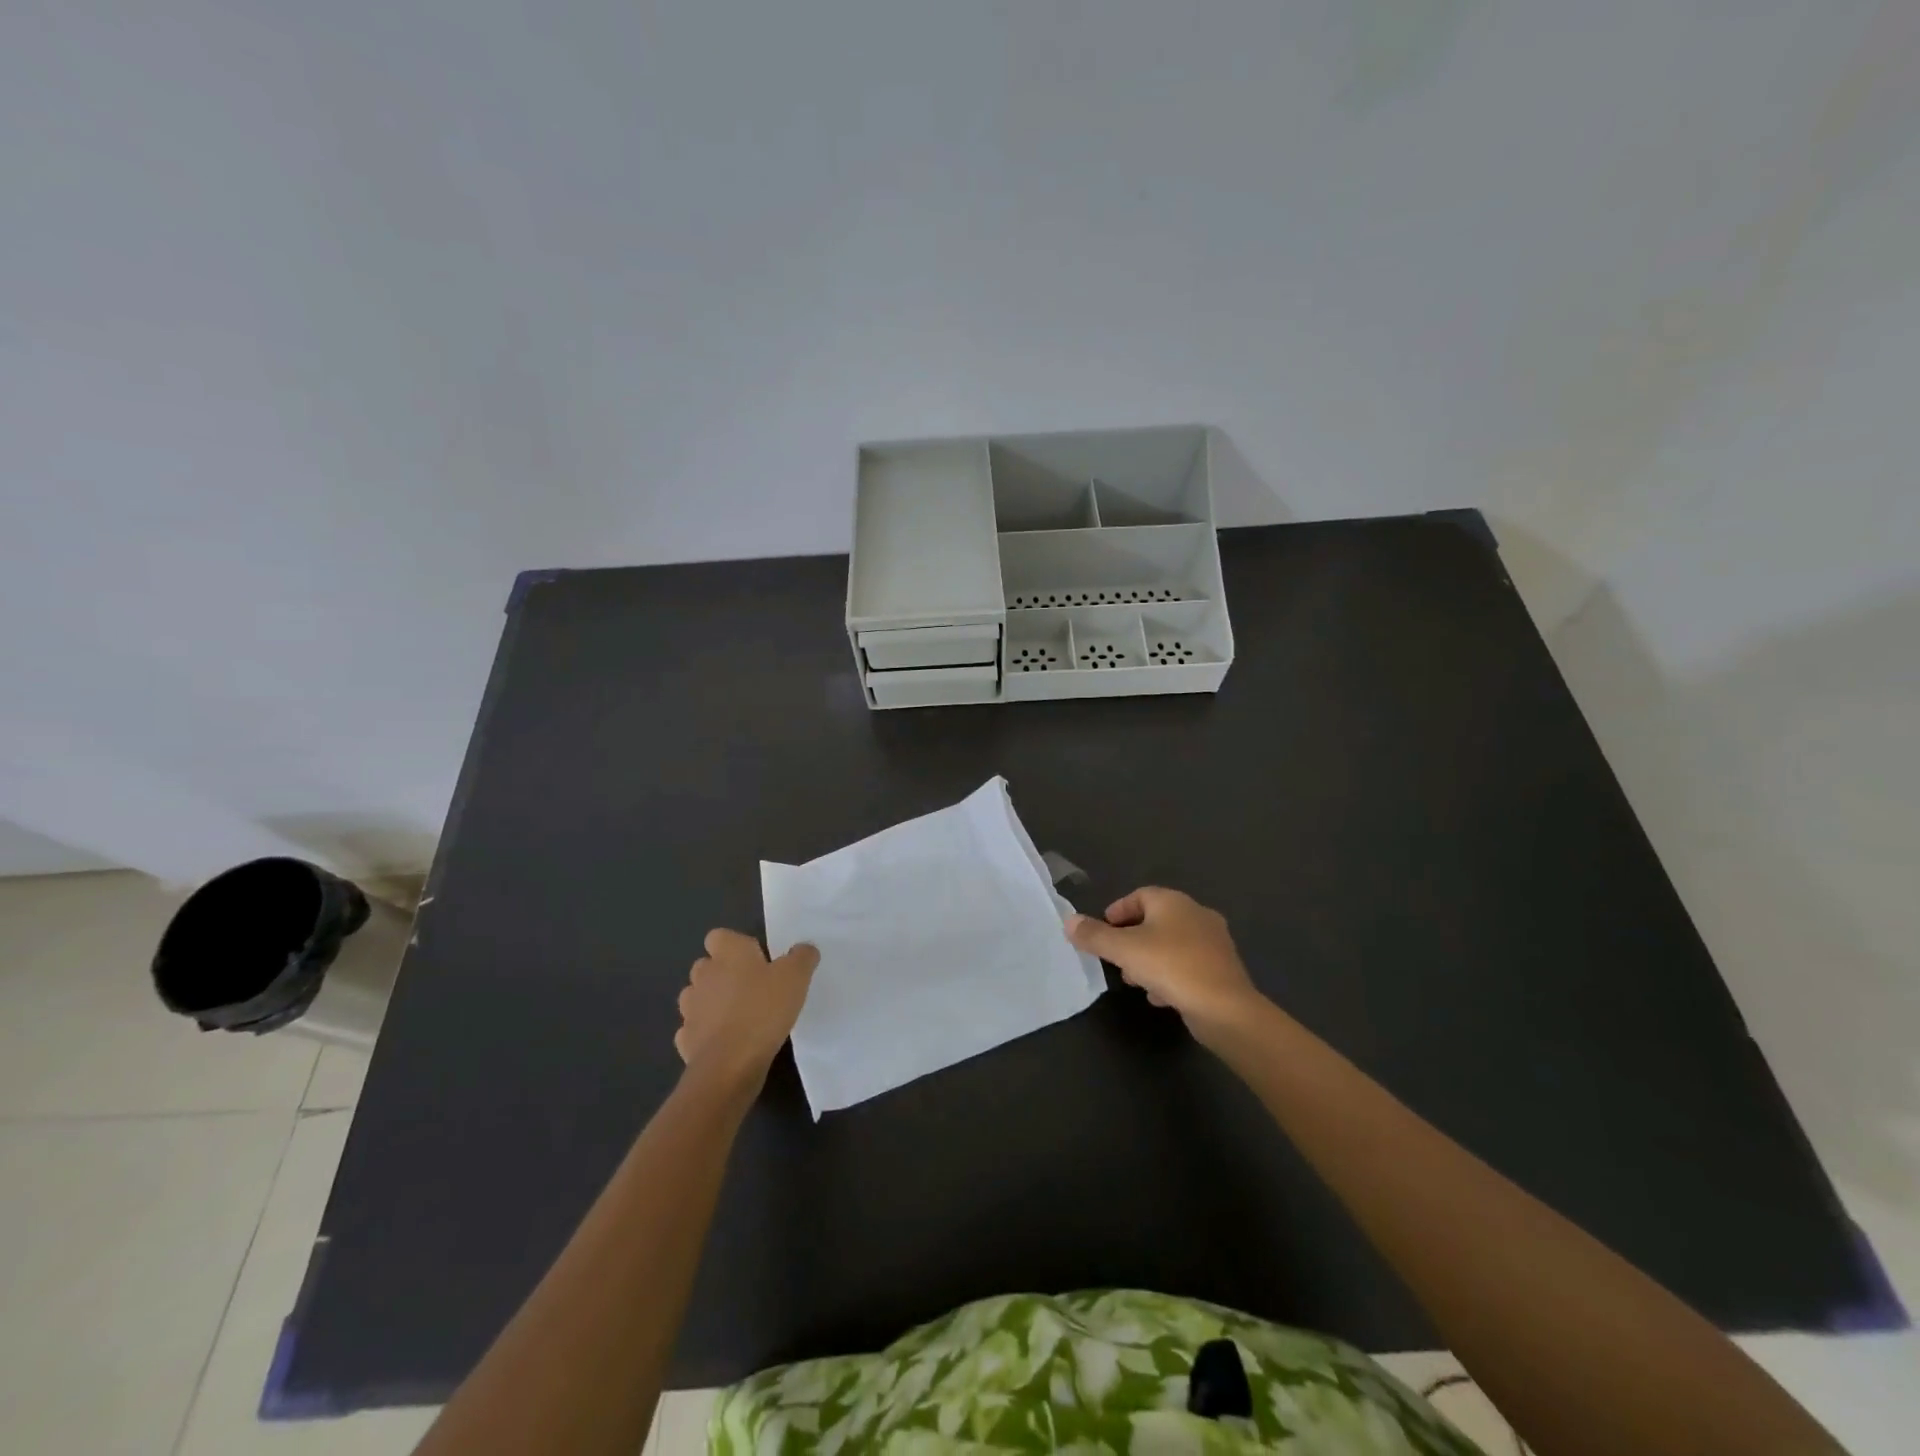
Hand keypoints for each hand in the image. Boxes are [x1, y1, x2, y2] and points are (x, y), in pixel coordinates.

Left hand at [676, 930, 818, 1090]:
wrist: (730, 1064)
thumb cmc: (764, 1010)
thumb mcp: (796, 977)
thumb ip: (802, 957)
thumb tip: (803, 949)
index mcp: (728, 953)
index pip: (719, 936)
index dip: (735, 945)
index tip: (756, 960)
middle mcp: (703, 975)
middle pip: (707, 966)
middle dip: (723, 974)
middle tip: (752, 988)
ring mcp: (690, 1009)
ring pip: (697, 997)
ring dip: (712, 1003)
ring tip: (739, 1016)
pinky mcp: (686, 1040)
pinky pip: (694, 1029)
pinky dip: (706, 1033)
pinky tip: (727, 1042)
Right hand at [1066, 887, 1263, 1041]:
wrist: (1225, 1008)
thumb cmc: (1171, 967)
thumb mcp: (1124, 950)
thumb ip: (1094, 935)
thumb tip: (1069, 921)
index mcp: (1174, 902)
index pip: (1140, 895)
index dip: (1118, 910)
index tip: (1102, 930)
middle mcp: (1197, 915)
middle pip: (1156, 920)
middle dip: (1132, 938)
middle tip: (1115, 957)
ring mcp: (1213, 943)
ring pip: (1172, 944)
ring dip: (1150, 958)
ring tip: (1133, 980)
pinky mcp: (1221, 970)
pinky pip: (1188, 965)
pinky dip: (1170, 976)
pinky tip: (1159, 996)